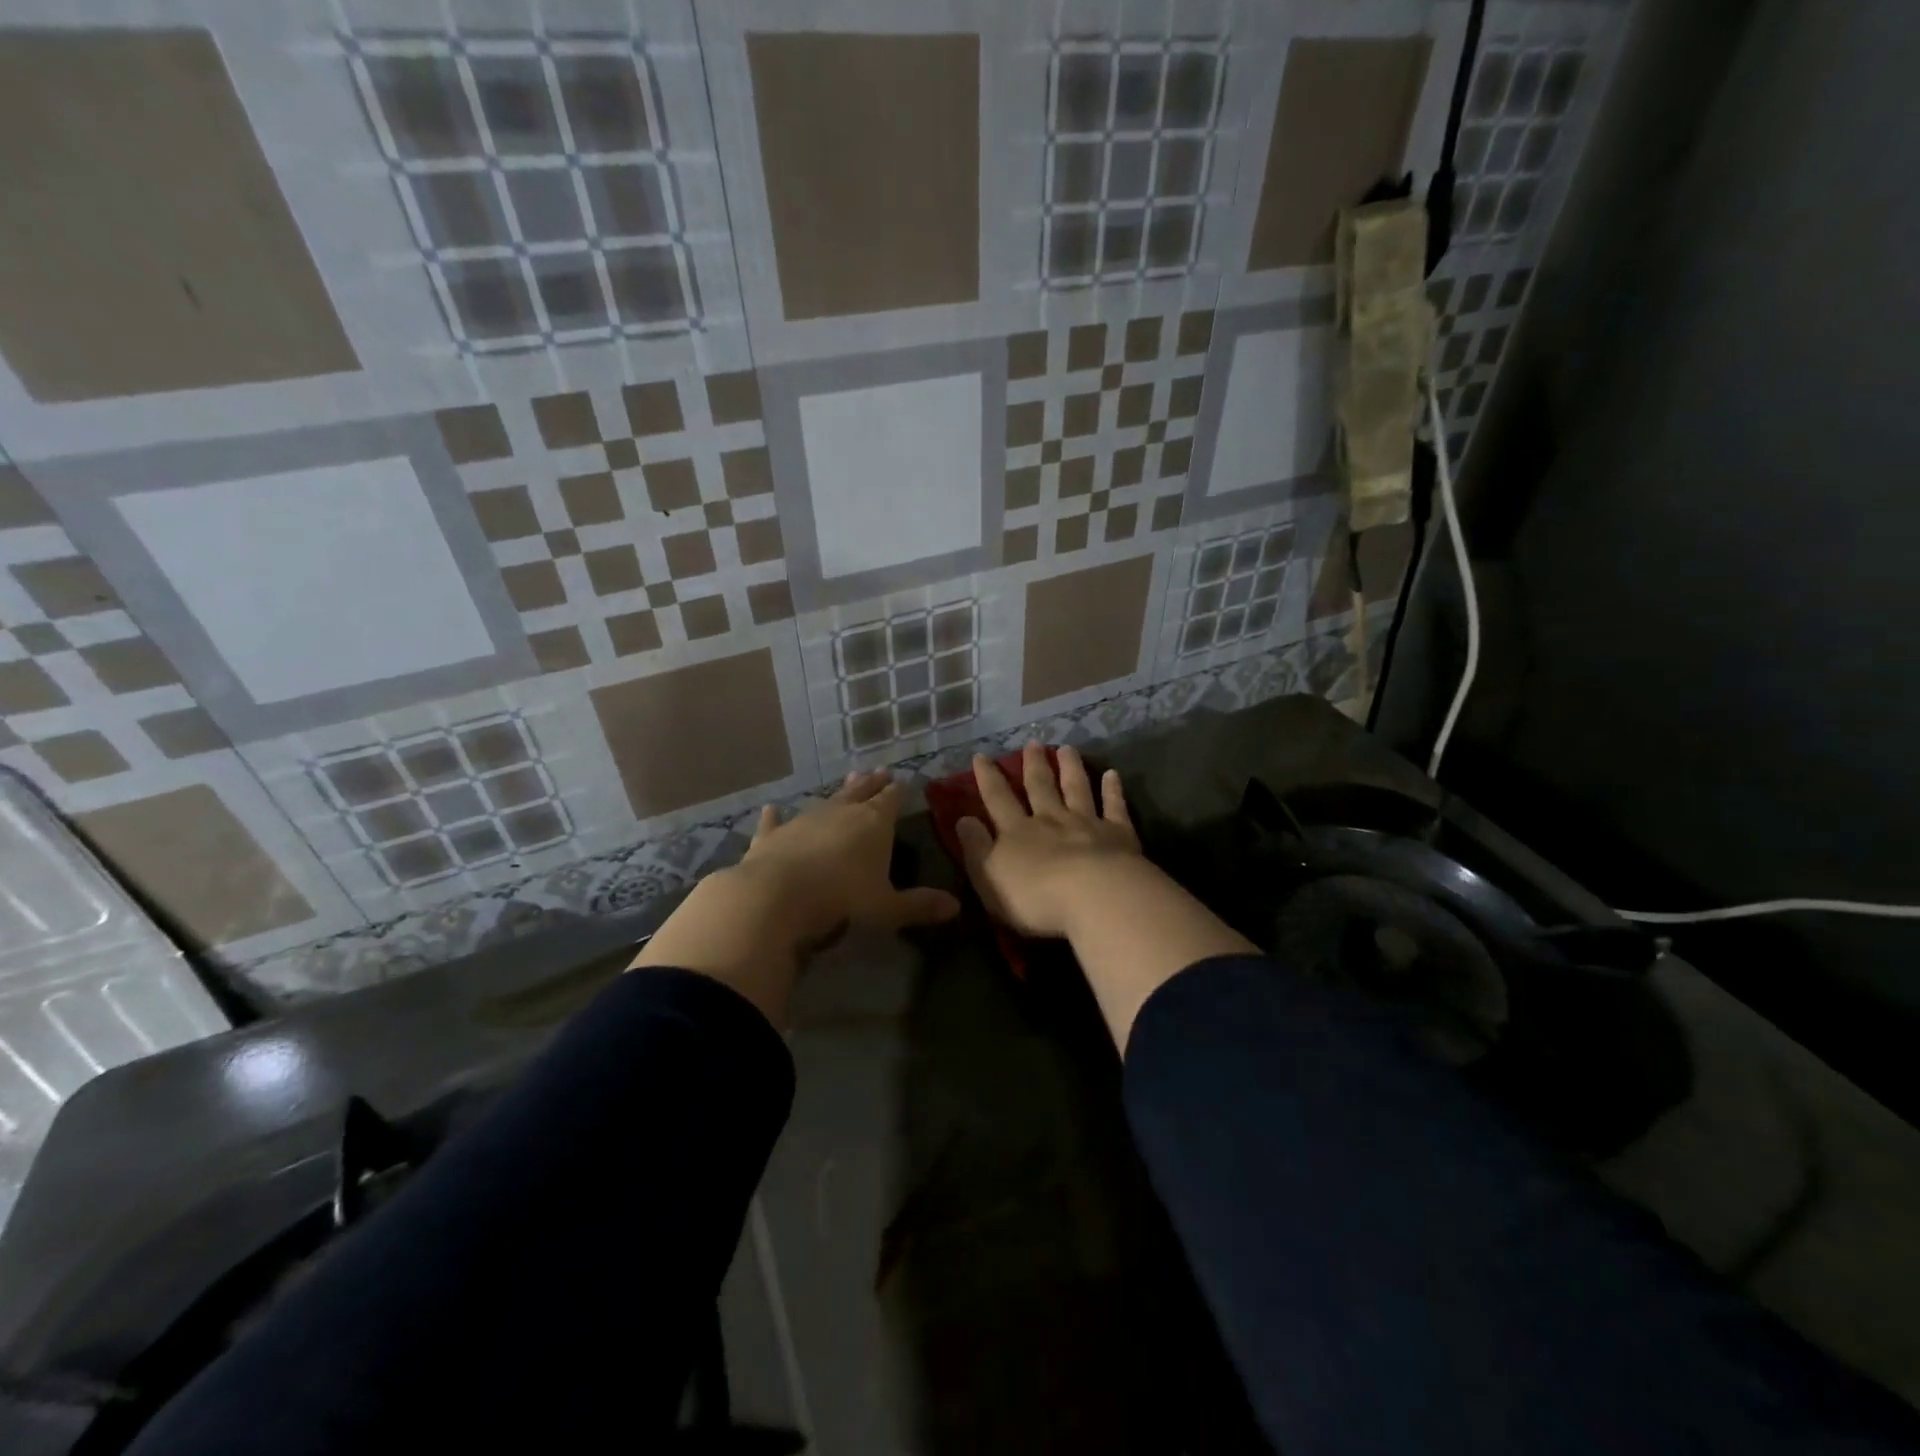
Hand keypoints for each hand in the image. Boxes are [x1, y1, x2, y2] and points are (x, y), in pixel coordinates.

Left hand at [739, 769, 960, 946]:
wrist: (777, 896)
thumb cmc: (842, 900)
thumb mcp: (888, 908)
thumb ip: (919, 905)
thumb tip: (955, 907)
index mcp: (873, 824)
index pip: (891, 801)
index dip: (898, 791)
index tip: (904, 780)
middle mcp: (840, 813)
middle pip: (860, 792)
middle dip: (872, 783)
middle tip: (879, 771)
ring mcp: (804, 820)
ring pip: (825, 800)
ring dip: (837, 792)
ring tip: (847, 780)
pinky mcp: (773, 836)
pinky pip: (776, 822)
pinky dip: (775, 816)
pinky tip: (771, 808)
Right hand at [955, 742, 1142, 938]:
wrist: (1094, 897)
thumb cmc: (1035, 897)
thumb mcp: (990, 877)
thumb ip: (976, 847)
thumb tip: (963, 818)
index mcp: (1017, 832)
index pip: (997, 799)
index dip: (987, 778)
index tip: (981, 756)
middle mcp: (1051, 820)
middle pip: (1041, 787)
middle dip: (1034, 764)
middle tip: (1033, 743)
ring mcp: (1087, 824)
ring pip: (1076, 789)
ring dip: (1071, 768)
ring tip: (1067, 748)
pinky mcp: (1118, 835)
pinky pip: (1114, 807)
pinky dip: (1112, 790)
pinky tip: (1112, 775)